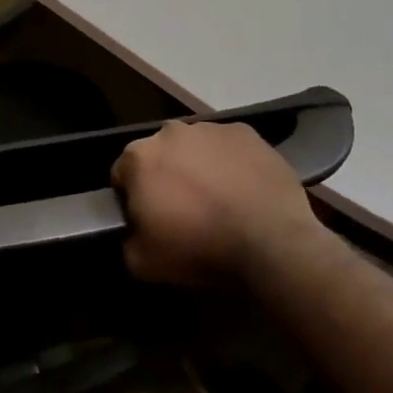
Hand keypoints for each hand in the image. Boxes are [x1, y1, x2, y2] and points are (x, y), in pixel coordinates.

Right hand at [110, 121, 324, 287]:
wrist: (271, 242)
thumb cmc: (199, 248)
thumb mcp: (142, 263)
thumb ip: (127, 240)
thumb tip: (135, 232)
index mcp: (139, 157)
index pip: (122, 175)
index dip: (132, 199)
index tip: (148, 220)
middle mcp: (170, 132)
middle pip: (159, 155)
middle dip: (166, 178)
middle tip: (184, 212)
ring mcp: (212, 129)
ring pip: (195, 148)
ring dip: (199, 168)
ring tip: (219, 202)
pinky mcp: (247, 134)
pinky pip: (229, 148)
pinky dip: (231, 164)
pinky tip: (243, 191)